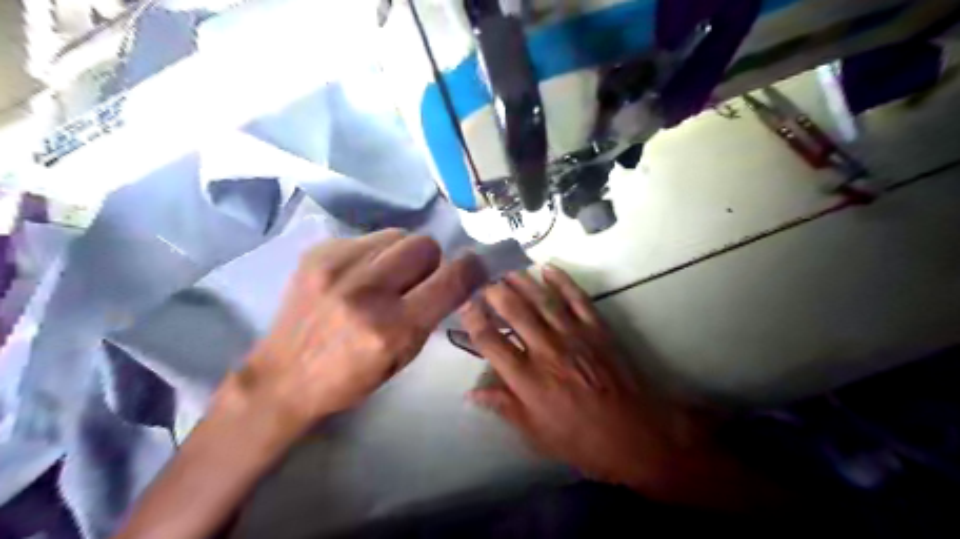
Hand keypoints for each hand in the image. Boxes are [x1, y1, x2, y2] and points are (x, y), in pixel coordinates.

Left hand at [226, 229, 487, 437]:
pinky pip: (368, 237)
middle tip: (417, 280)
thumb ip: (430, 315)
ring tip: (386, 276)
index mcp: (393, 328)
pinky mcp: (317, 254)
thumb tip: (454, 280)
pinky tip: (358, 275)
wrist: (282, 377)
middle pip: (425, 244)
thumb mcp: (403, 358)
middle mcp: (367, 292)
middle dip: (431, 261)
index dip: (471, 269)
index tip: (474, 268)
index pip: (451, 280)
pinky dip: (374, 253)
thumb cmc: (349, 378)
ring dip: (402, 254)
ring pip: (398, 234)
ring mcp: (338, 267)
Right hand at [459, 267, 770, 507]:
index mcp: (528, 380)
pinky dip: (563, 280)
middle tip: (483, 279)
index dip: (474, 320)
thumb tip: (470, 393)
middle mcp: (547, 351)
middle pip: (515, 312)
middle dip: (495, 292)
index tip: (464, 304)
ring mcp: (574, 336)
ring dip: (522, 281)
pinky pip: (577, 298)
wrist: (636, 434)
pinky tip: (549, 268)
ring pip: (542, 300)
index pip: (491, 343)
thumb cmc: (581, 439)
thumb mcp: (536, 434)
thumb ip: (504, 407)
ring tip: (506, 269)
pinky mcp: (597, 329)